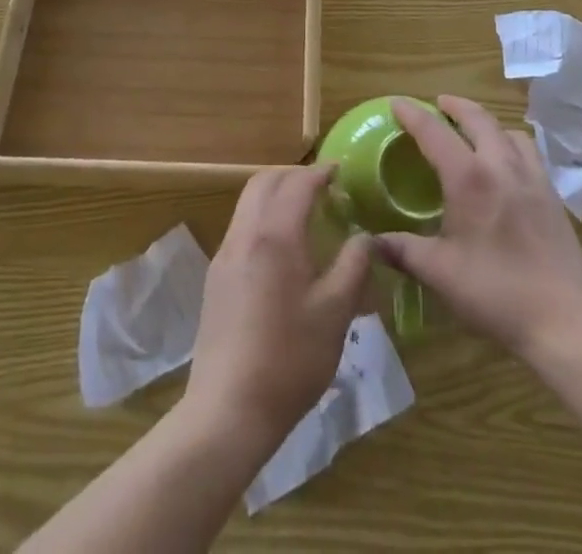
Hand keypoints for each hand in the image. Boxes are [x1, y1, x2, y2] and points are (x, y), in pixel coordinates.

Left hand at [183, 165, 372, 450]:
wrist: (228, 410)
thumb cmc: (289, 359)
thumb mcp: (336, 313)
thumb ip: (354, 266)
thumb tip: (366, 237)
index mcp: (275, 235)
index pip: (297, 183)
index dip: (320, 173)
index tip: (341, 172)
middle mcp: (245, 233)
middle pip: (264, 181)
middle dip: (293, 175)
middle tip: (322, 187)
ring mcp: (224, 254)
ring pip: (248, 202)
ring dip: (275, 194)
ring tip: (305, 213)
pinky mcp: (216, 277)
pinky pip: (241, 227)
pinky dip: (263, 217)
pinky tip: (283, 248)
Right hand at [380, 96, 581, 360]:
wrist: (565, 320)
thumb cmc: (496, 293)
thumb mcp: (440, 273)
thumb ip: (403, 251)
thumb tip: (371, 241)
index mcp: (468, 178)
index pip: (434, 132)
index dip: (412, 114)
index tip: (397, 103)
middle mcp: (501, 165)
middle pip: (477, 118)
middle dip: (455, 105)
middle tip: (438, 104)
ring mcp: (532, 177)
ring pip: (508, 131)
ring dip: (487, 122)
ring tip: (474, 131)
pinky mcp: (552, 195)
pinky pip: (528, 152)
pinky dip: (511, 143)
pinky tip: (506, 165)